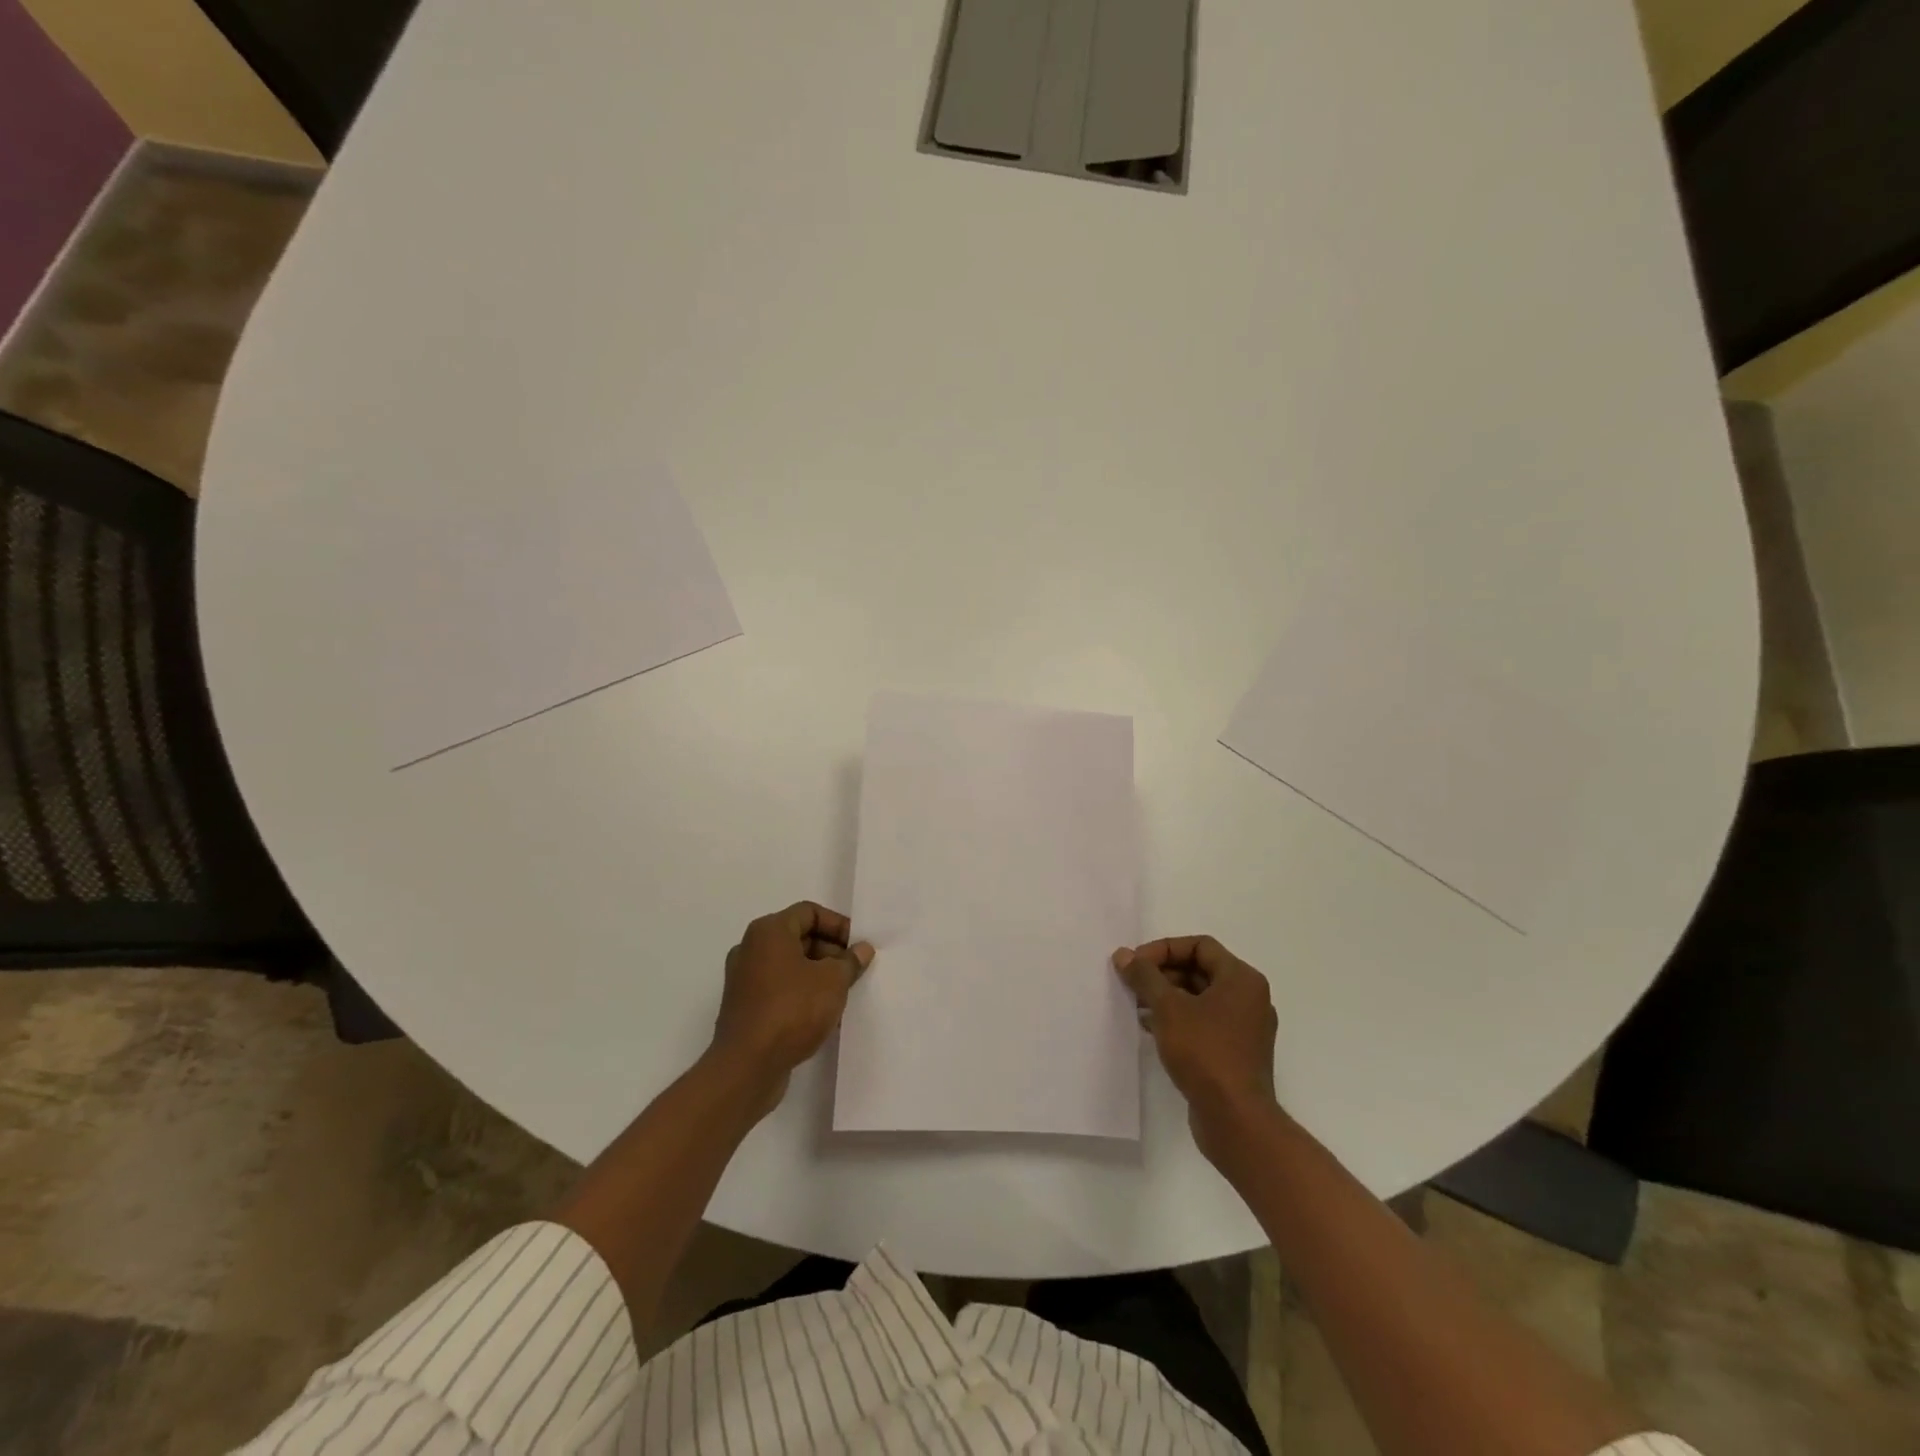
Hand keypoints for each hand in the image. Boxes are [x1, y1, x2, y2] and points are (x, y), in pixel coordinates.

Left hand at [710, 902, 873, 1118]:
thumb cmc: (792, 1010)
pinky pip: (779, 989)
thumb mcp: (833, 981)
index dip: (838, 925)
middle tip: (854, 971)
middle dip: (830, 951)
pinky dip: (801, 994)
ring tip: (843, 994)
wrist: (746, 1067)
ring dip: (818, 975)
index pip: (809, 912)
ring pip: (790, 965)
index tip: (858, 947)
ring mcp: (744, 979)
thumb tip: (861, 949)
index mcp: (768, 931)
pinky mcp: (744, 1007)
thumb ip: (850, 961)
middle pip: (799, 937)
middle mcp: (751, 948)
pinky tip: (822, 1015)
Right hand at [1114, 936, 1278, 1166]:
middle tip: (1132, 984)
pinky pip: (1204, 1023)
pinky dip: (1178, 1019)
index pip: (1199, 946)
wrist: (1236, 1120)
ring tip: (1136, 1006)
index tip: (1136, 964)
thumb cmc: (1205, 1052)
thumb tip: (1124, 955)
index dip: (1164, 949)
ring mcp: (1245, 1028)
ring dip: (1167, 997)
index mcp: (1242, 979)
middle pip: (1200, 970)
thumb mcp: (1168, 1008)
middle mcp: (1249, 998)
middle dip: (1163, 974)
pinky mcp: (1236, 1053)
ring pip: (1200, 998)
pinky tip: (1151, 1028)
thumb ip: (1145, 976)